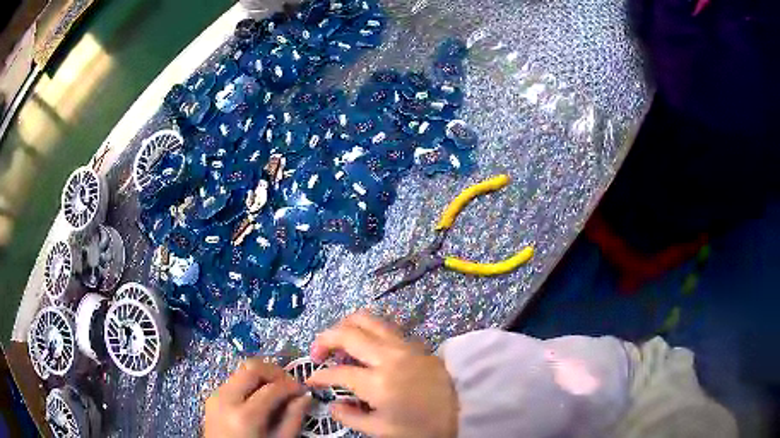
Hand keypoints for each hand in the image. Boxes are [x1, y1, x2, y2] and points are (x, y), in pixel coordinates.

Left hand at [204, 358, 310, 437]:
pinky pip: (233, 381)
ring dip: (261, 376)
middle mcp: (226, 399)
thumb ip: (292, 419)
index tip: (303, 390)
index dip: (291, 385)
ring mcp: (215, 396)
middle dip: (274, 372)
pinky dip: (250, 383)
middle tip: (289, 384)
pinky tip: (260, 397)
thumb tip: (305, 396)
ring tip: (276, 390)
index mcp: (245, 416)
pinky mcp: (212, 397)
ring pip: (241, 371)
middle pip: (252, 368)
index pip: (272, 388)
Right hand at [307, 311, 457, 437]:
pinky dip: (366, 329)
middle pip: (347, 333)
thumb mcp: (381, 431)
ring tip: (338, 343)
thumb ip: (350, 417)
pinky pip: (384, 325)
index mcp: (378, 382)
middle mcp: (388, 356)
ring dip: (345, 326)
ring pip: (367, 319)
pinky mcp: (415, 342)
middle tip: (316, 354)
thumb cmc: (421, 426)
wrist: (464, 411)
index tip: (311, 381)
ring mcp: (404, 345)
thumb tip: (332, 404)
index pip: (337, 372)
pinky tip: (364, 344)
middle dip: (324, 339)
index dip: (319, 376)